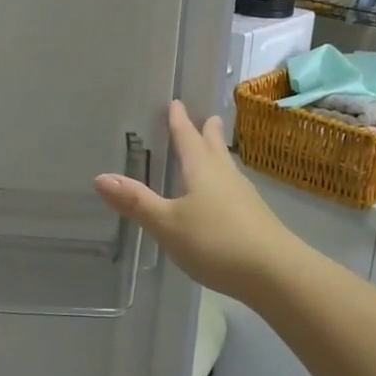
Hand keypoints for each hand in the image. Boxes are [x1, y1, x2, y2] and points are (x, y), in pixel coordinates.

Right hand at [93, 101, 307, 300]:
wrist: (275, 272)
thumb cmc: (216, 242)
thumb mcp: (167, 224)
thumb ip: (136, 202)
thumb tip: (100, 177)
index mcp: (201, 169)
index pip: (187, 137)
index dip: (178, 121)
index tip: (176, 103)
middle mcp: (224, 175)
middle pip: (214, 147)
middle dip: (206, 132)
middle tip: (207, 117)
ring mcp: (244, 196)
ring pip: (227, 166)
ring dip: (219, 154)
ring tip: (215, 150)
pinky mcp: (255, 217)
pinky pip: (234, 188)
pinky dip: (225, 181)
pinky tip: (225, 196)